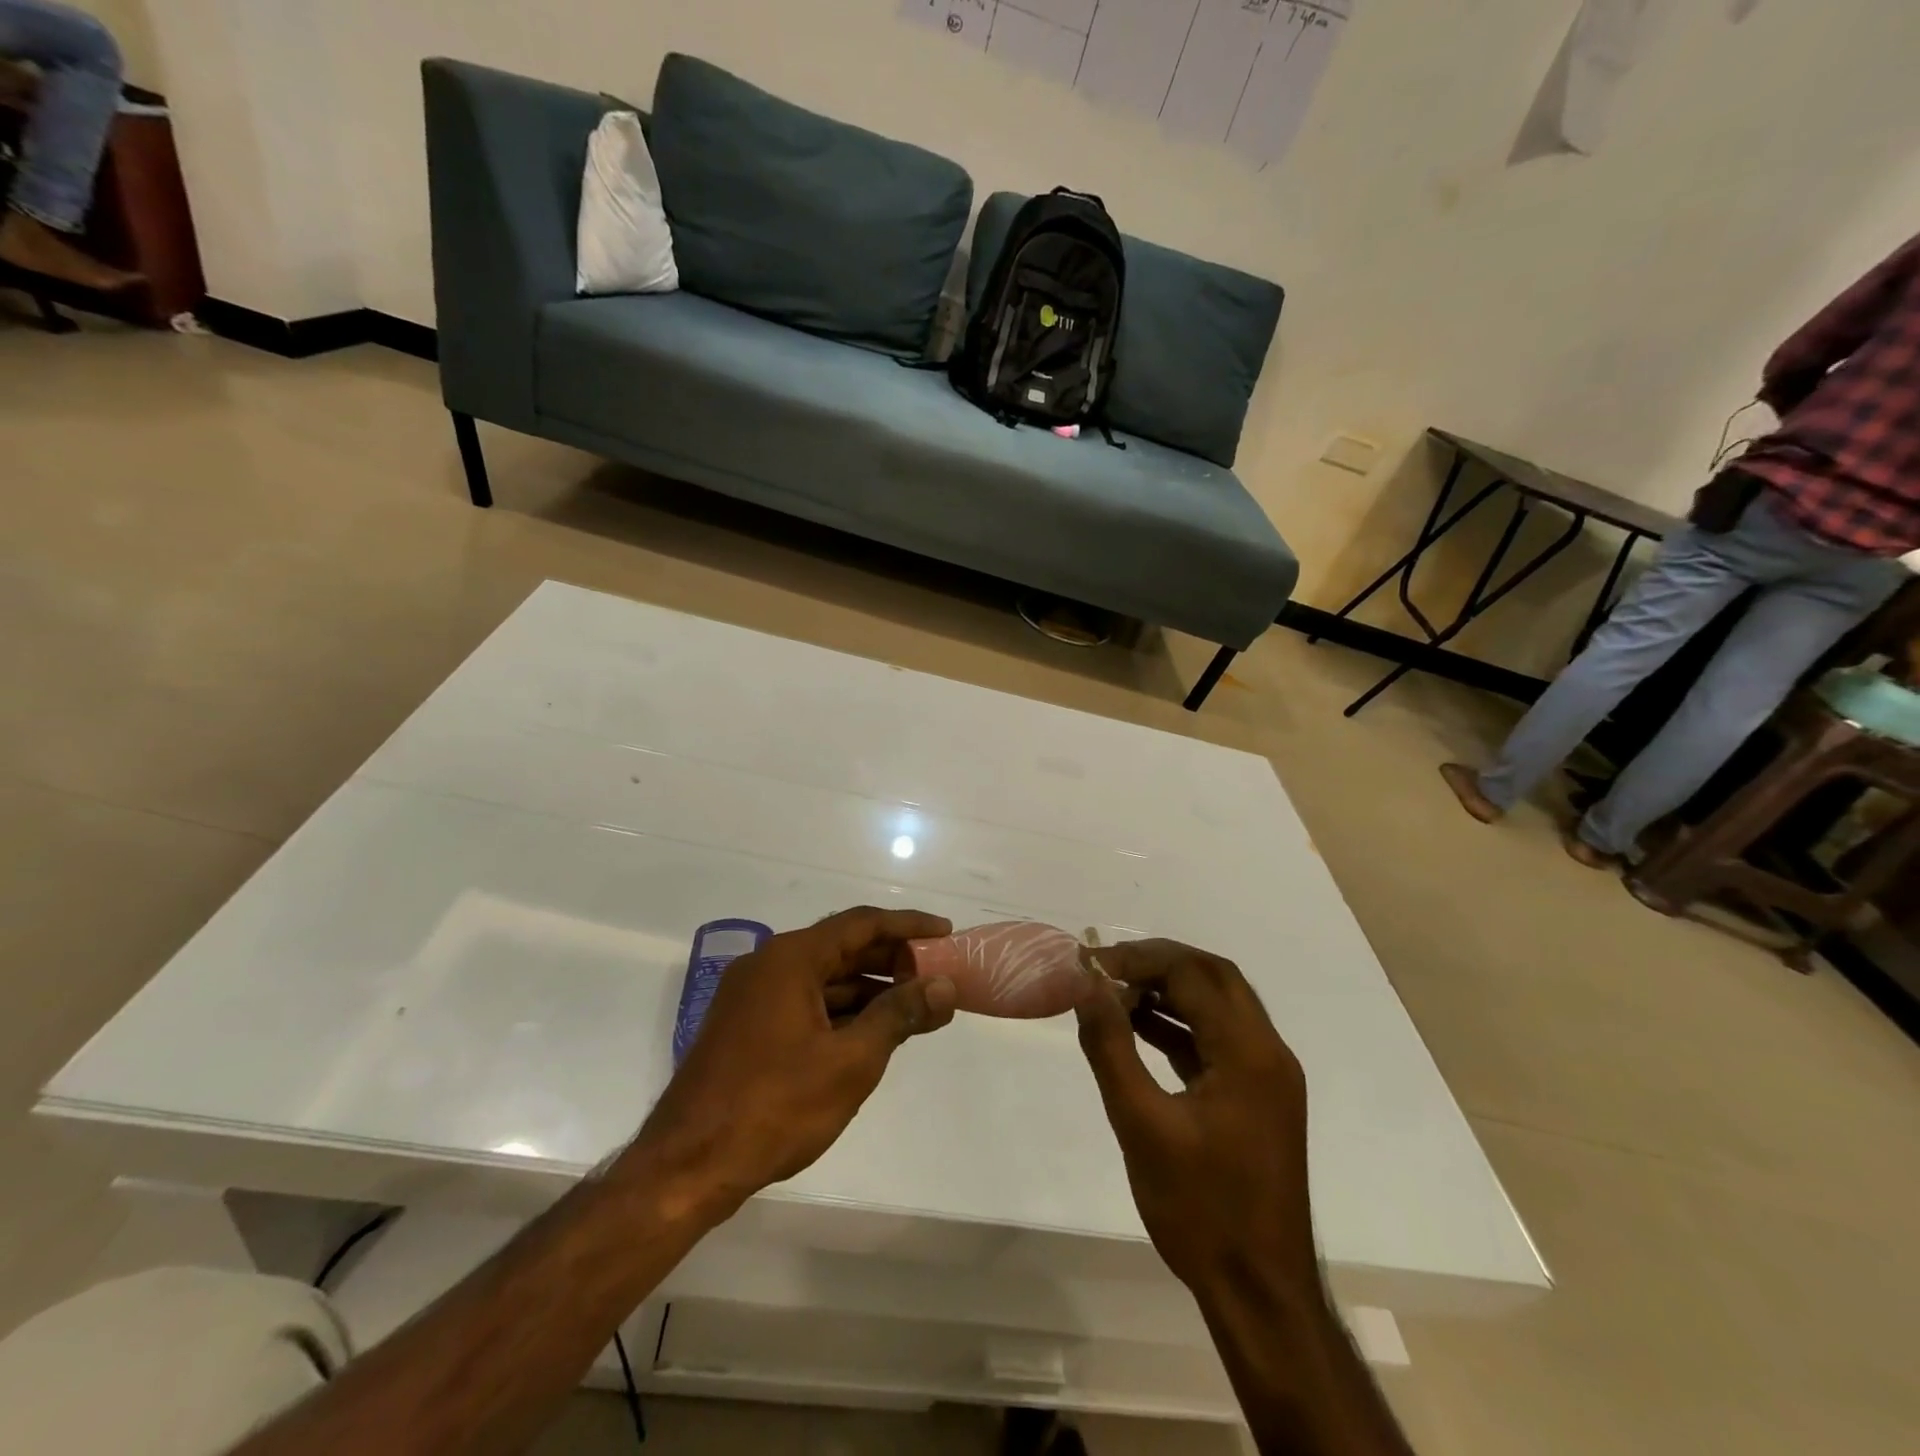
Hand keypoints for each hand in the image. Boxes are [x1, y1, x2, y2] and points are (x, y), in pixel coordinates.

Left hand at [639, 907, 957, 1216]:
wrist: (687, 1167)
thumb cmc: (775, 1106)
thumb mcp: (850, 1061)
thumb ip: (899, 1016)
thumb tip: (943, 986)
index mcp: (790, 958)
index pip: (861, 924)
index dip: (908, 926)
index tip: (946, 933)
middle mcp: (768, 964)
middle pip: (842, 948)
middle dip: (892, 960)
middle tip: (938, 973)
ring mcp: (752, 996)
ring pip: (824, 979)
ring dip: (870, 990)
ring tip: (916, 1007)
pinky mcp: (746, 1027)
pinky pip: (805, 1002)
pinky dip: (842, 1011)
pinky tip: (872, 1032)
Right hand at [1075, 939, 1313, 1293]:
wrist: (1259, 1293)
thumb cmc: (1199, 1209)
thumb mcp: (1141, 1124)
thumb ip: (1111, 1047)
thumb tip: (1086, 986)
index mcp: (1249, 1052)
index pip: (1192, 974)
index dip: (1138, 960)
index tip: (1090, 966)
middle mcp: (1268, 1051)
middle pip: (1214, 977)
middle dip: (1158, 962)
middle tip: (1106, 969)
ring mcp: (1268, 1075)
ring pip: (1219, 1004)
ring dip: (1170, 990)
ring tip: (1115, 993)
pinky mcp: (1258, 1097)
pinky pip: (1218, 1038)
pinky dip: (1180, 1024)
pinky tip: (1140, 1028)